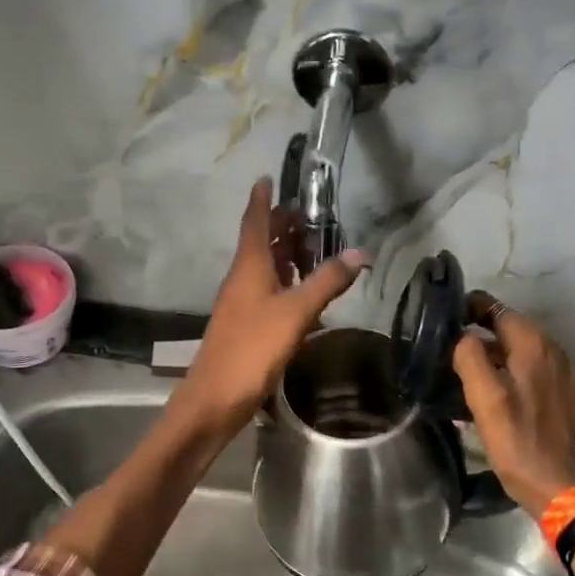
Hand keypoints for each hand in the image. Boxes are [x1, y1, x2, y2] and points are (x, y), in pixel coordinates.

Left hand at [176, 178, 367, 434]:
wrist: (215, 399)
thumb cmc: (252, 348)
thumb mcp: (295, 313)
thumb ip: (326, 282)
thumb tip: (359, 252)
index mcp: (248, 267)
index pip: (254, 221)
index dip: (262, 199)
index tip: (267, 176)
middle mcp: (241, 279)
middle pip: (260, 242)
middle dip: (280, 226)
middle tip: (308, 215)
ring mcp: (241, 303)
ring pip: (263, 268)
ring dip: (283, 254)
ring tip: (311, 247)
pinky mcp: (246, 325)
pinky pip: (266, 291)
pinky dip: (284, 282)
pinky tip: (303, 293)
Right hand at [453, 297, 574, 518]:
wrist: (552, 482)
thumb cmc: (514, 437)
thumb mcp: (483, 396)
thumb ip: (469, 356)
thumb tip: (463, 336)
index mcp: (534, 344)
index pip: (497, 309)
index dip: (470, 309)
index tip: (445, 319)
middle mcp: (553, 349)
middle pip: (510, 327)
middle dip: (480, 331)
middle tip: (449, 346)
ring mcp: (562, 371)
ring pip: (521, 348)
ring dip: (495, 352)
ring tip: (466, 368)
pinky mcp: (563, 391)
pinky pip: (532, 367)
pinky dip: (511, 369)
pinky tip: (494, 388)